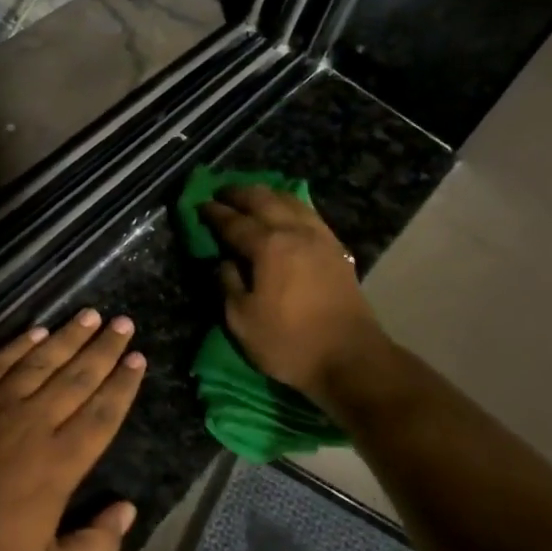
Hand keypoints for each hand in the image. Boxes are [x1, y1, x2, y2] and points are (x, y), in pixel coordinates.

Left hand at [0, 309, 145, 550]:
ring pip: (42, 361)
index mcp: (59, 464)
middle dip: (105, 349)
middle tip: (124, 324)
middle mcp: (34, 424)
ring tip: (91, 315)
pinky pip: (0, 362)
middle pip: (78, 377)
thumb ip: (95, 550)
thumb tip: (127, 511)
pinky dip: (21, 344)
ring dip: (70, 337)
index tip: (139, 359)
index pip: (102, 414)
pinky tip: (38, 331)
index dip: (123, 385)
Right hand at [204, 186, 388, 412]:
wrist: (351, 358)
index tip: (200, 204)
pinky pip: (309, 214)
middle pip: (264, 200)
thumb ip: (228, 284)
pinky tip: (287, 211)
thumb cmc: (290, 342)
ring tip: (252, 195)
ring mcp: (320, 238)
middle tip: (222, 192)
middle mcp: (295, 232)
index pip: (234, 222)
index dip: (214, 213)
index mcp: (268, 246)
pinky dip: (291, 205)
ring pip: (290, 201)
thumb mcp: (242, 320)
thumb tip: (224, 261)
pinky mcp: (337, 249)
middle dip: (240, 193)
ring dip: (267, 194)